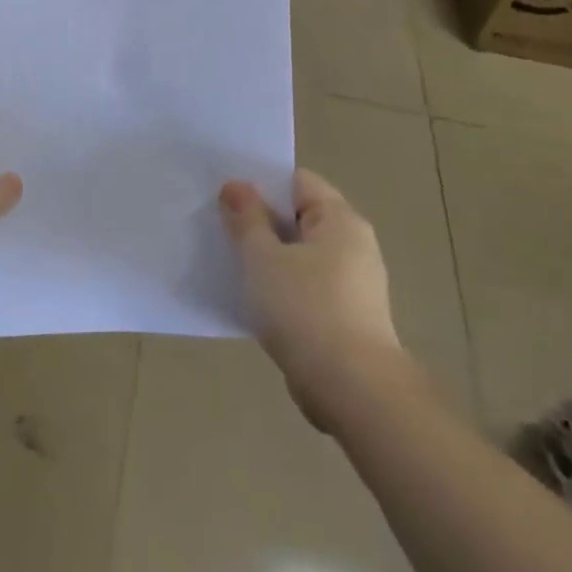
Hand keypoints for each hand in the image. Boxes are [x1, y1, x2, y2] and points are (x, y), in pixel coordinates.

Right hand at [220, 169, 407, 432]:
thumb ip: (246, 218)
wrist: (352, 390)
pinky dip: (281, 286)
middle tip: (218, 225)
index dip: (261, 183)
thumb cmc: (305, 310)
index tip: (225, 194)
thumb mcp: (263, 257)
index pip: (297, 181)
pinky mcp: (346, 315)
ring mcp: (353, 282)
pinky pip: (306, 285)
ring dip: (268, 256)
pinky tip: (254, 298)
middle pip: (299, 216)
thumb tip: (236, 185)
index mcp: (340, 220)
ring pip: (300, 253)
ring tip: (230, 261)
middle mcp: (354, 244)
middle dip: (260, 220)